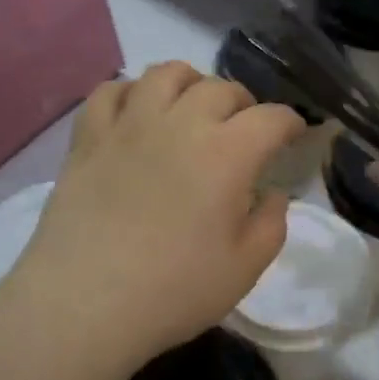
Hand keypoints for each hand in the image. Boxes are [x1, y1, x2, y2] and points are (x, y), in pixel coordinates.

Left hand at [2, 62, 305, 379]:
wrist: (84, 305)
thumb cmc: (174, 292)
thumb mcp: (244, 269)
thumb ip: (271, 224)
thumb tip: (273, 194)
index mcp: (227, 154)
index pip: (271, 118)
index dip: (290, 123)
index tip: (294, 136)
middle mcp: (180, 124)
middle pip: (221, 88)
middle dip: (244, 104)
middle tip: (244, 130)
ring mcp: (129, 126)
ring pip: (166, 74)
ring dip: (190, 83)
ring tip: (192, 107)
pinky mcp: (88, 138)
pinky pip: (110, 91)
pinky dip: (131, 92)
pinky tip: (137, 113)